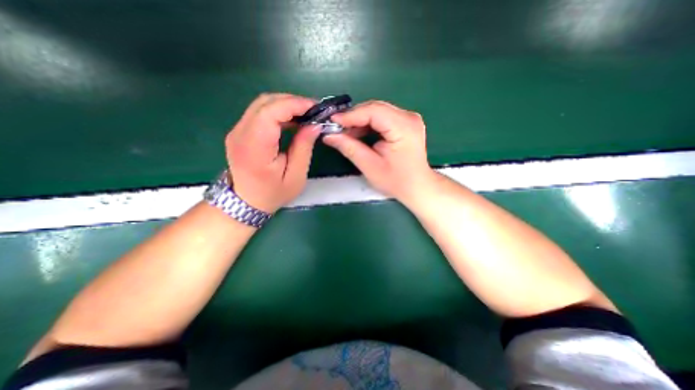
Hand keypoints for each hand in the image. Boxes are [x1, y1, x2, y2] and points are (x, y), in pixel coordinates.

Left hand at [225, 94, 318, 214]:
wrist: (246, 202)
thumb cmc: (273, 193)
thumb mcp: (295, 176)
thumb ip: (304, 148)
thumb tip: (314, 125)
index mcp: (254, 148)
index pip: (270, 112)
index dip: (294, 104)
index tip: (315, 107)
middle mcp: (240, 133)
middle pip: (265, 102)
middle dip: (292, 102)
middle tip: (313, 111)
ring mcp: (236, 131)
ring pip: (261, 104)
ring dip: (285, 105)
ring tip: (305, 115)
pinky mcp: (239, 131)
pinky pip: (259, 112)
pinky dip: (277, 111)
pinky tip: (291, 120)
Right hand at [321, 100, 432, 203]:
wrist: (417, 186)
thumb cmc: (396, 181)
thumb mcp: (370, 167)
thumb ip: (350, 148)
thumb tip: (329, 136)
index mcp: (404, 127)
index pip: (374, 111)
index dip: (351, 115)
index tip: (332, 121)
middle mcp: (409, 117)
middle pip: (375, 108)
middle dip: (353, 117)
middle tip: (336, 128)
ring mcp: (408, 118)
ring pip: (377, 112)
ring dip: (359, 121)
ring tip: (345, 133)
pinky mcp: (405, 123)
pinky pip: (382, 117)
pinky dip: (368, 124)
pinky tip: (357, 133)